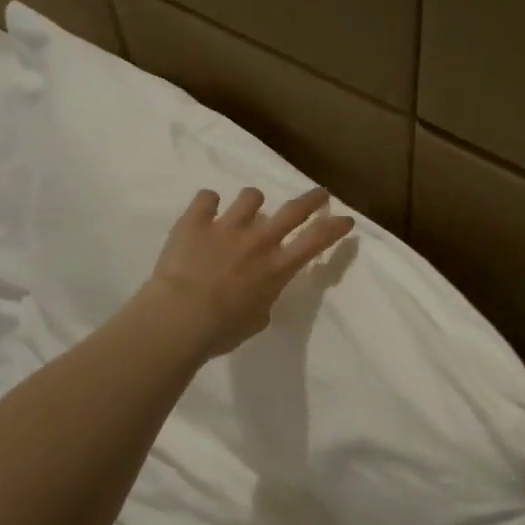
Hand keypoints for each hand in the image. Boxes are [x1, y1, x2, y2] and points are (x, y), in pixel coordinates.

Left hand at [141, 186, 354, 357]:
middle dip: (312, 199)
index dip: (335, 227)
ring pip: (251, 196)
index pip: (316, 241)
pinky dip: (208, 204)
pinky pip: (207, 197)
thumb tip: (259, 293)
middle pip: (293, 210)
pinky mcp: (196, 221)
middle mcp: (258, 241)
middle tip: (320, 194)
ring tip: (245, 211)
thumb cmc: (221, 331)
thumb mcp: (255, 321)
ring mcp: (227, 226)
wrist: (179, 318)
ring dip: (252, 202)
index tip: (345, 219)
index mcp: (277, 269)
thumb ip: (263, 300)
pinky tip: (204, 213)